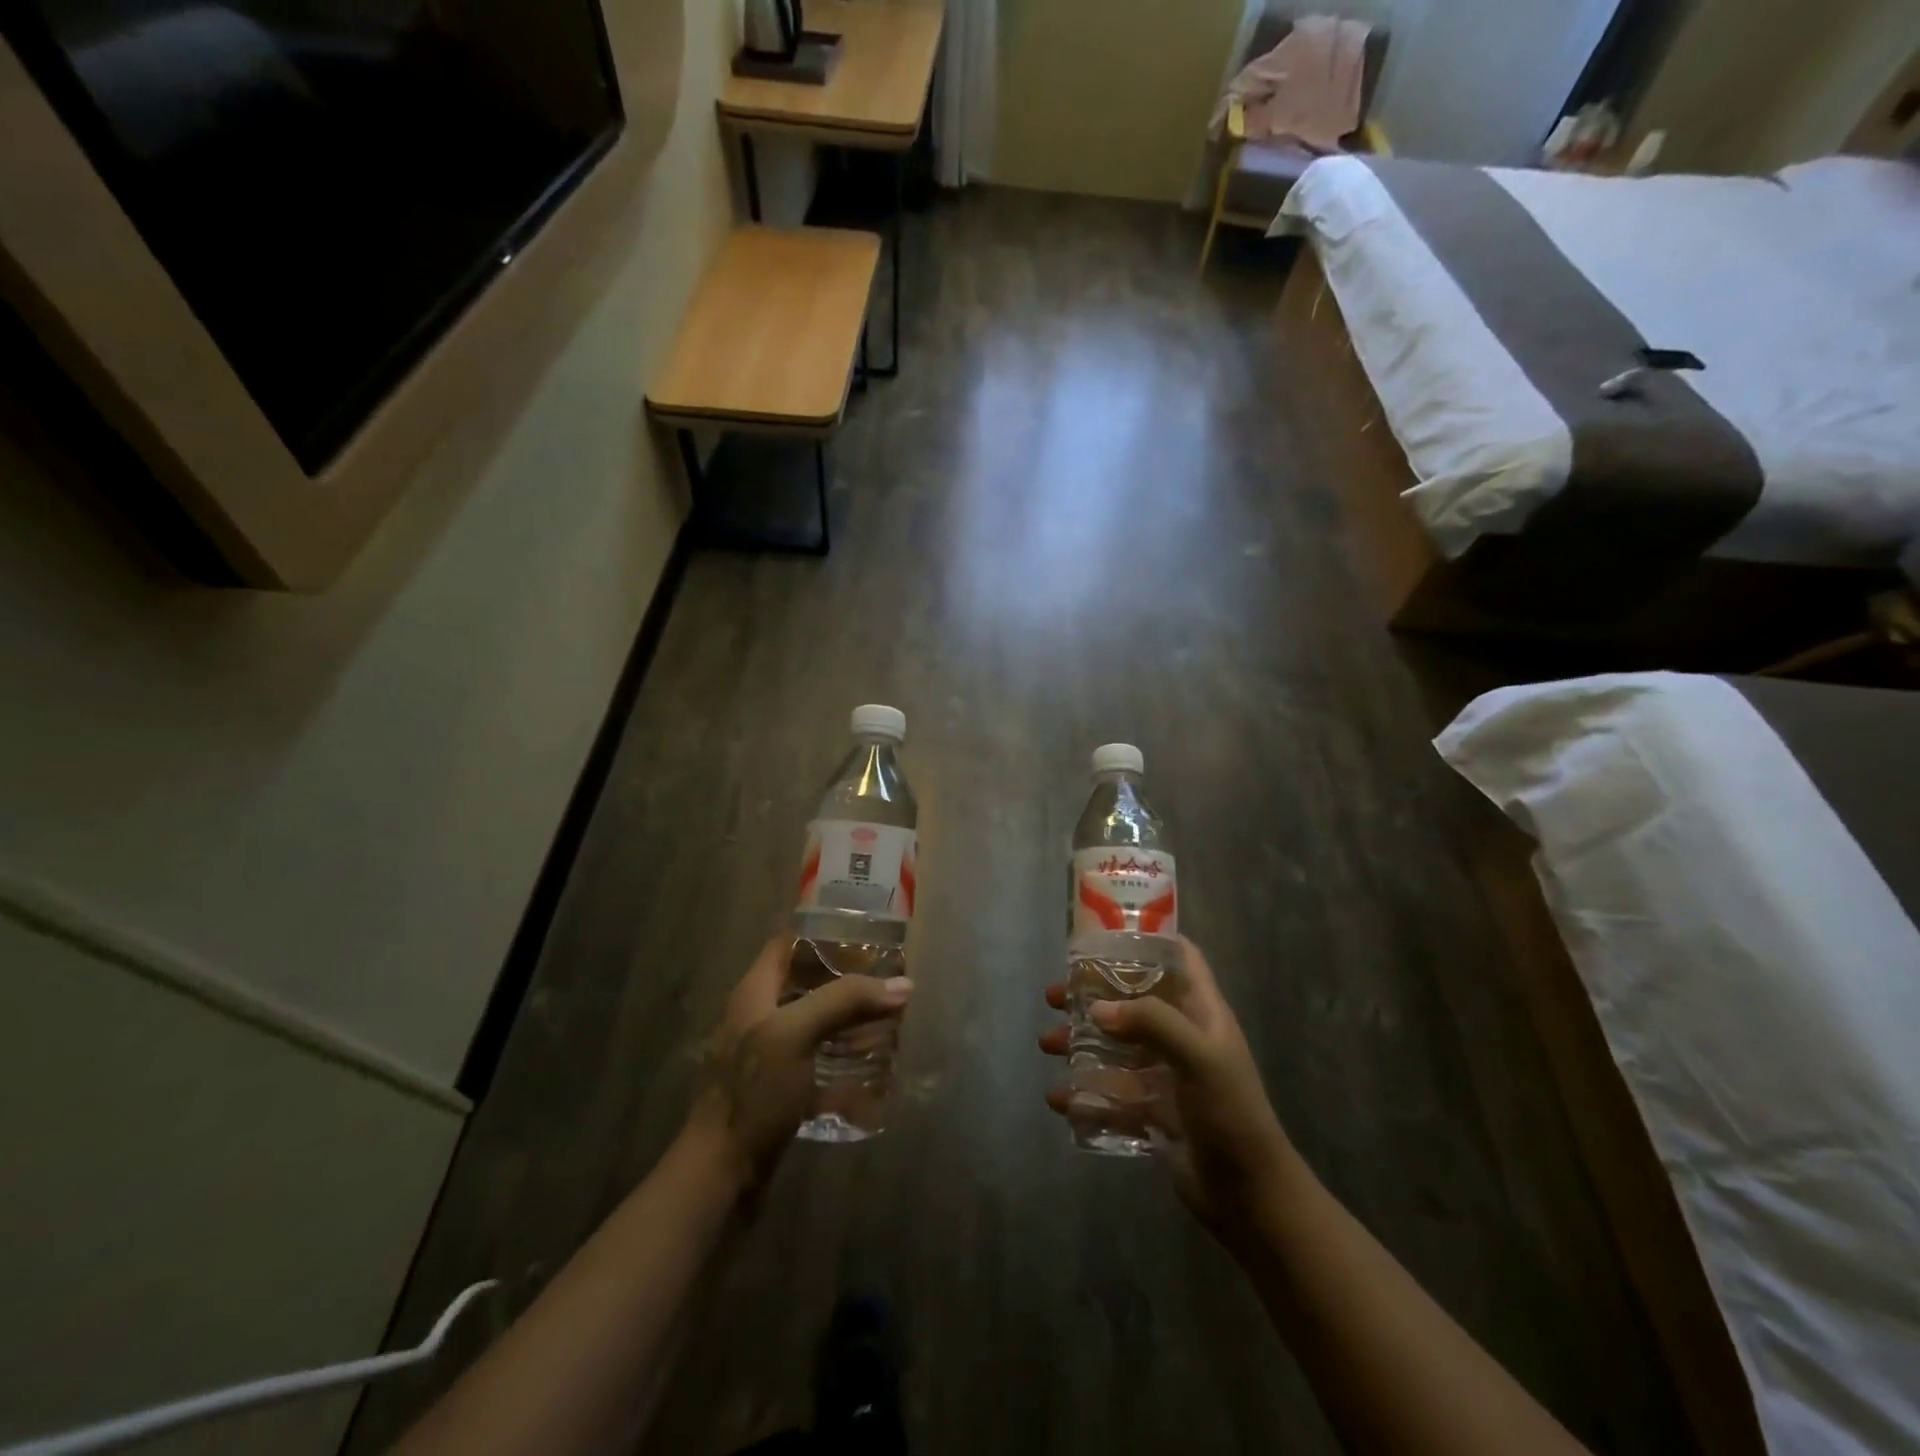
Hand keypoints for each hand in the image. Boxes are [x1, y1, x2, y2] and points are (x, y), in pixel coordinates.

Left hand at [688, 936, 911, 1198]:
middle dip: (848, 982)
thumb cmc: (753, 1093)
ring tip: (891, 1021)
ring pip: (816, 1025)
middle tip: (890, 982)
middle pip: (807, 984)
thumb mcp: (796, 1034)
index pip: (788, 944)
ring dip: (851, 1022)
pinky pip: (818, 1065)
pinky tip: (875, 1069)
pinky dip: (845, 1062)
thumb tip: (903, 985)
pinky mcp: (780, 1092)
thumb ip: (845, 1001)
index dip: (824, 934)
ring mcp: (769, 1057)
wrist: (720, 1178)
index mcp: (754, 993)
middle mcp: (759, 1018)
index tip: (867, 936)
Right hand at [1040, 936, 1295, 1242]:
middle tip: (1055, 994)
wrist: (1249, 1196)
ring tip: (1047, 1044)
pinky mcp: (1152, 1110)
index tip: (1105, 932)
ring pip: (1115, 1045)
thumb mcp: (1198, 1057)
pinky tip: (1059, 1098)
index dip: (1149, 938)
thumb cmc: (1230, 1113)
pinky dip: (1084, 1092)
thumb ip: (1151, 1023)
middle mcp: (1182, 1036)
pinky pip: (1110, 1092)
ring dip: (1081, 1041)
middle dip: (1093, 994)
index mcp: (1201, 1012)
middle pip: (1133, 1000)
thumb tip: (1097, 1009)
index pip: (1180, 958)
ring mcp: (1166, 1074)